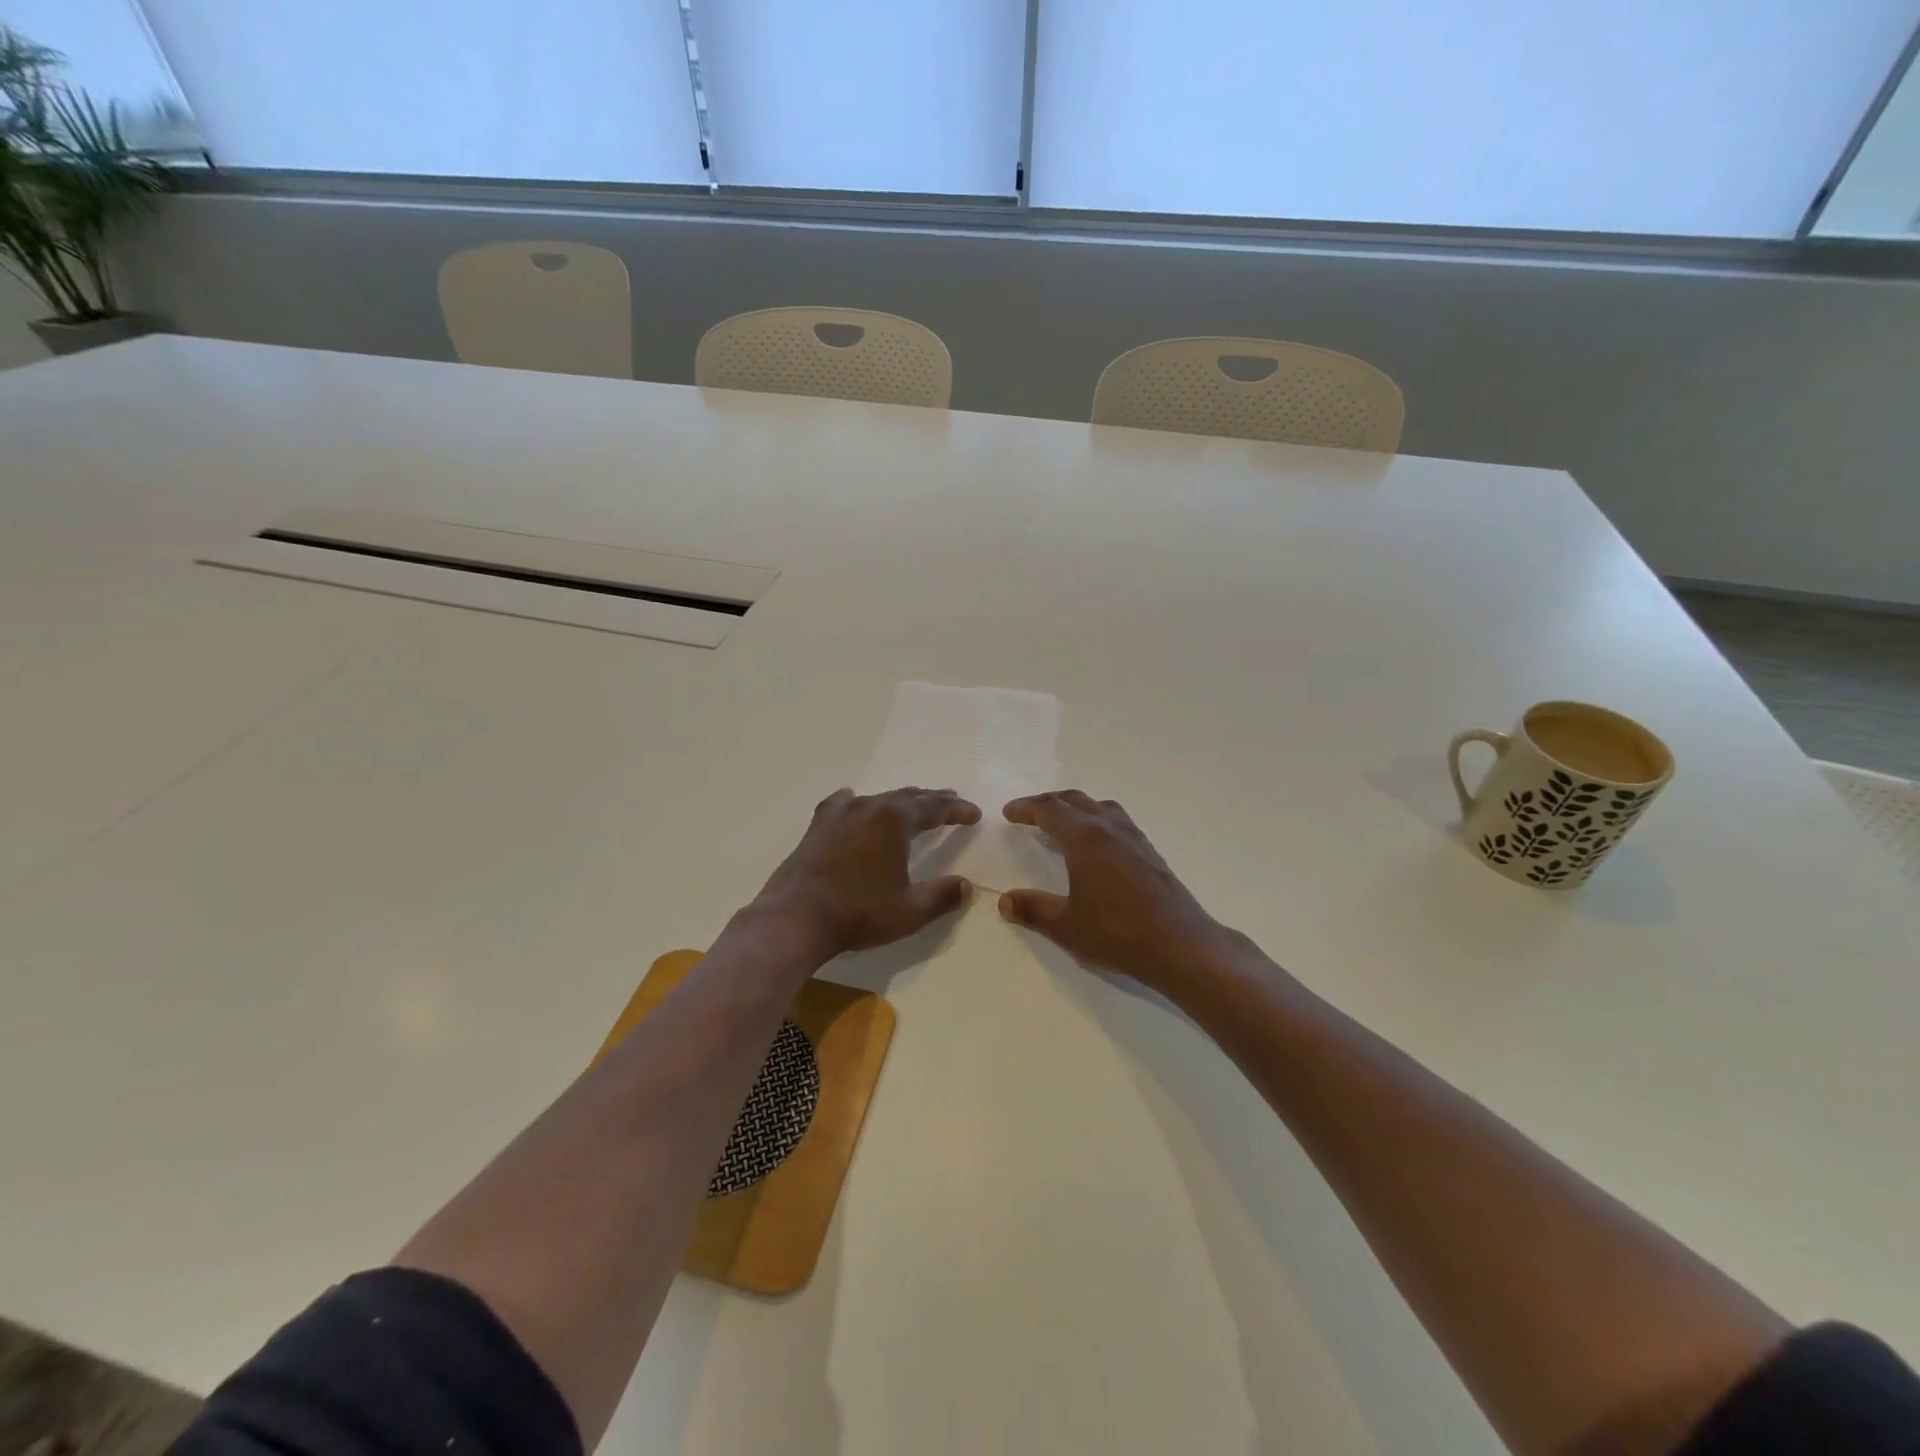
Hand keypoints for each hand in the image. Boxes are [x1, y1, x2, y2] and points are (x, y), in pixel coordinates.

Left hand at [751, 787, 980, 960]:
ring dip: (900, 801)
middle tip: (951, 801)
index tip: (974, 813)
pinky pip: (843, 804)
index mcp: (895, 821)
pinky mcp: (818, 826)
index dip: (957, 810)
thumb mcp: (909, 911)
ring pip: (878, 798)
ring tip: (912, 803)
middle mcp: (869, 807)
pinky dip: (857, 802)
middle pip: (908, 797)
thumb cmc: (859, 913)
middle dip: (932, 800)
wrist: (796, 917)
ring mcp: (840, 814)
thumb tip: (966, 886)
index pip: (935, 808)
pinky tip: (853, 801)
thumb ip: (941, 896)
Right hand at [998, 791, 1235, 1000]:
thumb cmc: (1118, 933)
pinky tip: (1096, 845)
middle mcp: (1109, 828)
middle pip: (1074, 800)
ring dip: (1075, 808)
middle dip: (1048, 803)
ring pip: (1099, 807)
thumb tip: (1005, 901)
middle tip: (1029, 814)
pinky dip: (1096, 820)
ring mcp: (1133, 837)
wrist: (1180, 945)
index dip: (1026, 808)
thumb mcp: (1066, 926)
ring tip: (1062, 824)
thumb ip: (1033, 909)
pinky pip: (1116, 821)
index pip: (1049, 809)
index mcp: (1084, 838)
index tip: (1009, 813)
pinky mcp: (1149, 851)